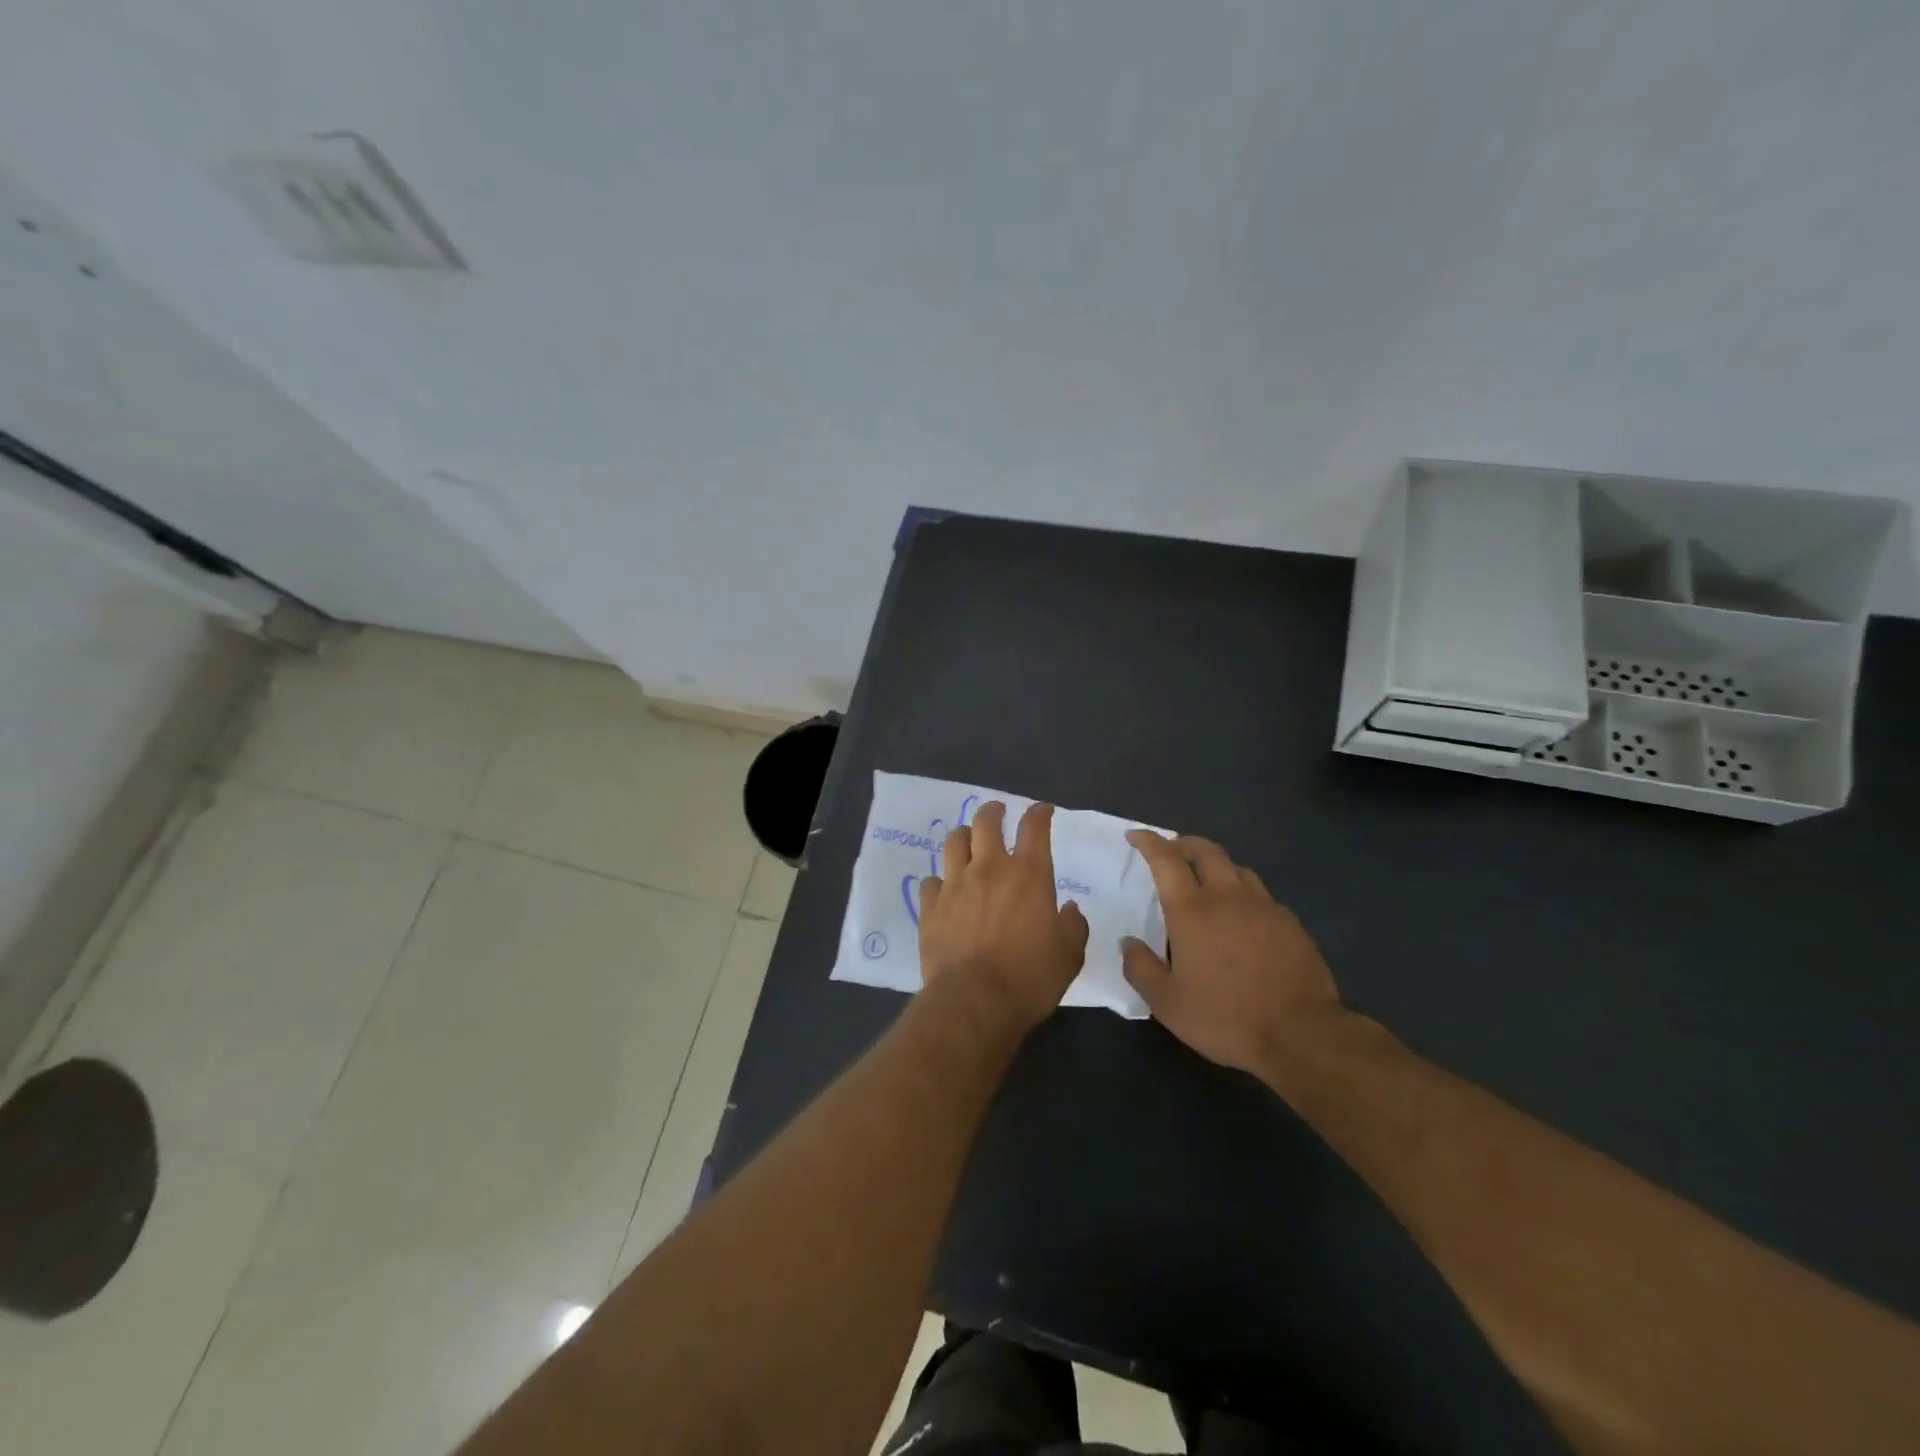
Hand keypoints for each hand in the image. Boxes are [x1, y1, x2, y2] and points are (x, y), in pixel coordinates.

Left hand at [919, 802, 1089, 1030]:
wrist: (974, 1001)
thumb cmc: (1029, 978)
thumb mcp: (1069, 956)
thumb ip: (1073, 926)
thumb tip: (1068, 910)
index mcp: (1028, 874)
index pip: (1034, 827)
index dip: (1039, 813)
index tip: (1042, 811)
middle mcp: (989, 869)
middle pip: (986, 822)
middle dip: (993, 811)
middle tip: (997, 812)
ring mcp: (955, 884)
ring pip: (954, 842)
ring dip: (964, 836)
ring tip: (968, 840)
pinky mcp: (930, 906)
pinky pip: (931, 881)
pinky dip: (940, 880)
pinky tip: (944, 889)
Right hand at [1121, 831, 1339, 1075]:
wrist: (1302, 1035)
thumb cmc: (1226, 1017)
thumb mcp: (1167, 1003)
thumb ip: (1140, 968)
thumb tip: (1128, 942)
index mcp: (1191, 910)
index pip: (1166, 859)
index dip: (1149, 842)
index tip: (1135, 835)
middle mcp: (1227, 897)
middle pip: (1206, 850)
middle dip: (1184, 843)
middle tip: (1172, 850)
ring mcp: (1263, 907)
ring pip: (1236, 868)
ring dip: (1216, 865)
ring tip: (1207, 880)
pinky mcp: (1290, 923)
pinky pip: (1261, 895)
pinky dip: (1243, 893)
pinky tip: (1243, 916)